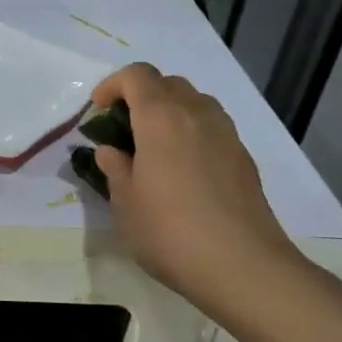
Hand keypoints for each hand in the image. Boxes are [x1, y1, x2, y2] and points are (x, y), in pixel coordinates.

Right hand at [91, 63, 305, 318]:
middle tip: (123, 130)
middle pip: (167, 83)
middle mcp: (197, 115)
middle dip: (141, 96)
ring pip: (195, 102)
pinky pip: (212, 128)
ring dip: (169, 112)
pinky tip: (182, 171)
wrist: (242, 266)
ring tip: (153, 148)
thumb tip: (112, 151)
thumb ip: (115, 168)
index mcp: (161, 118)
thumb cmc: (169, 231)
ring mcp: (226, 135)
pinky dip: (191, 133)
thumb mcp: (125, 203)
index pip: (137, 75)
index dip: (113, 85)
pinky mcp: (243, 158)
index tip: (98, 112)